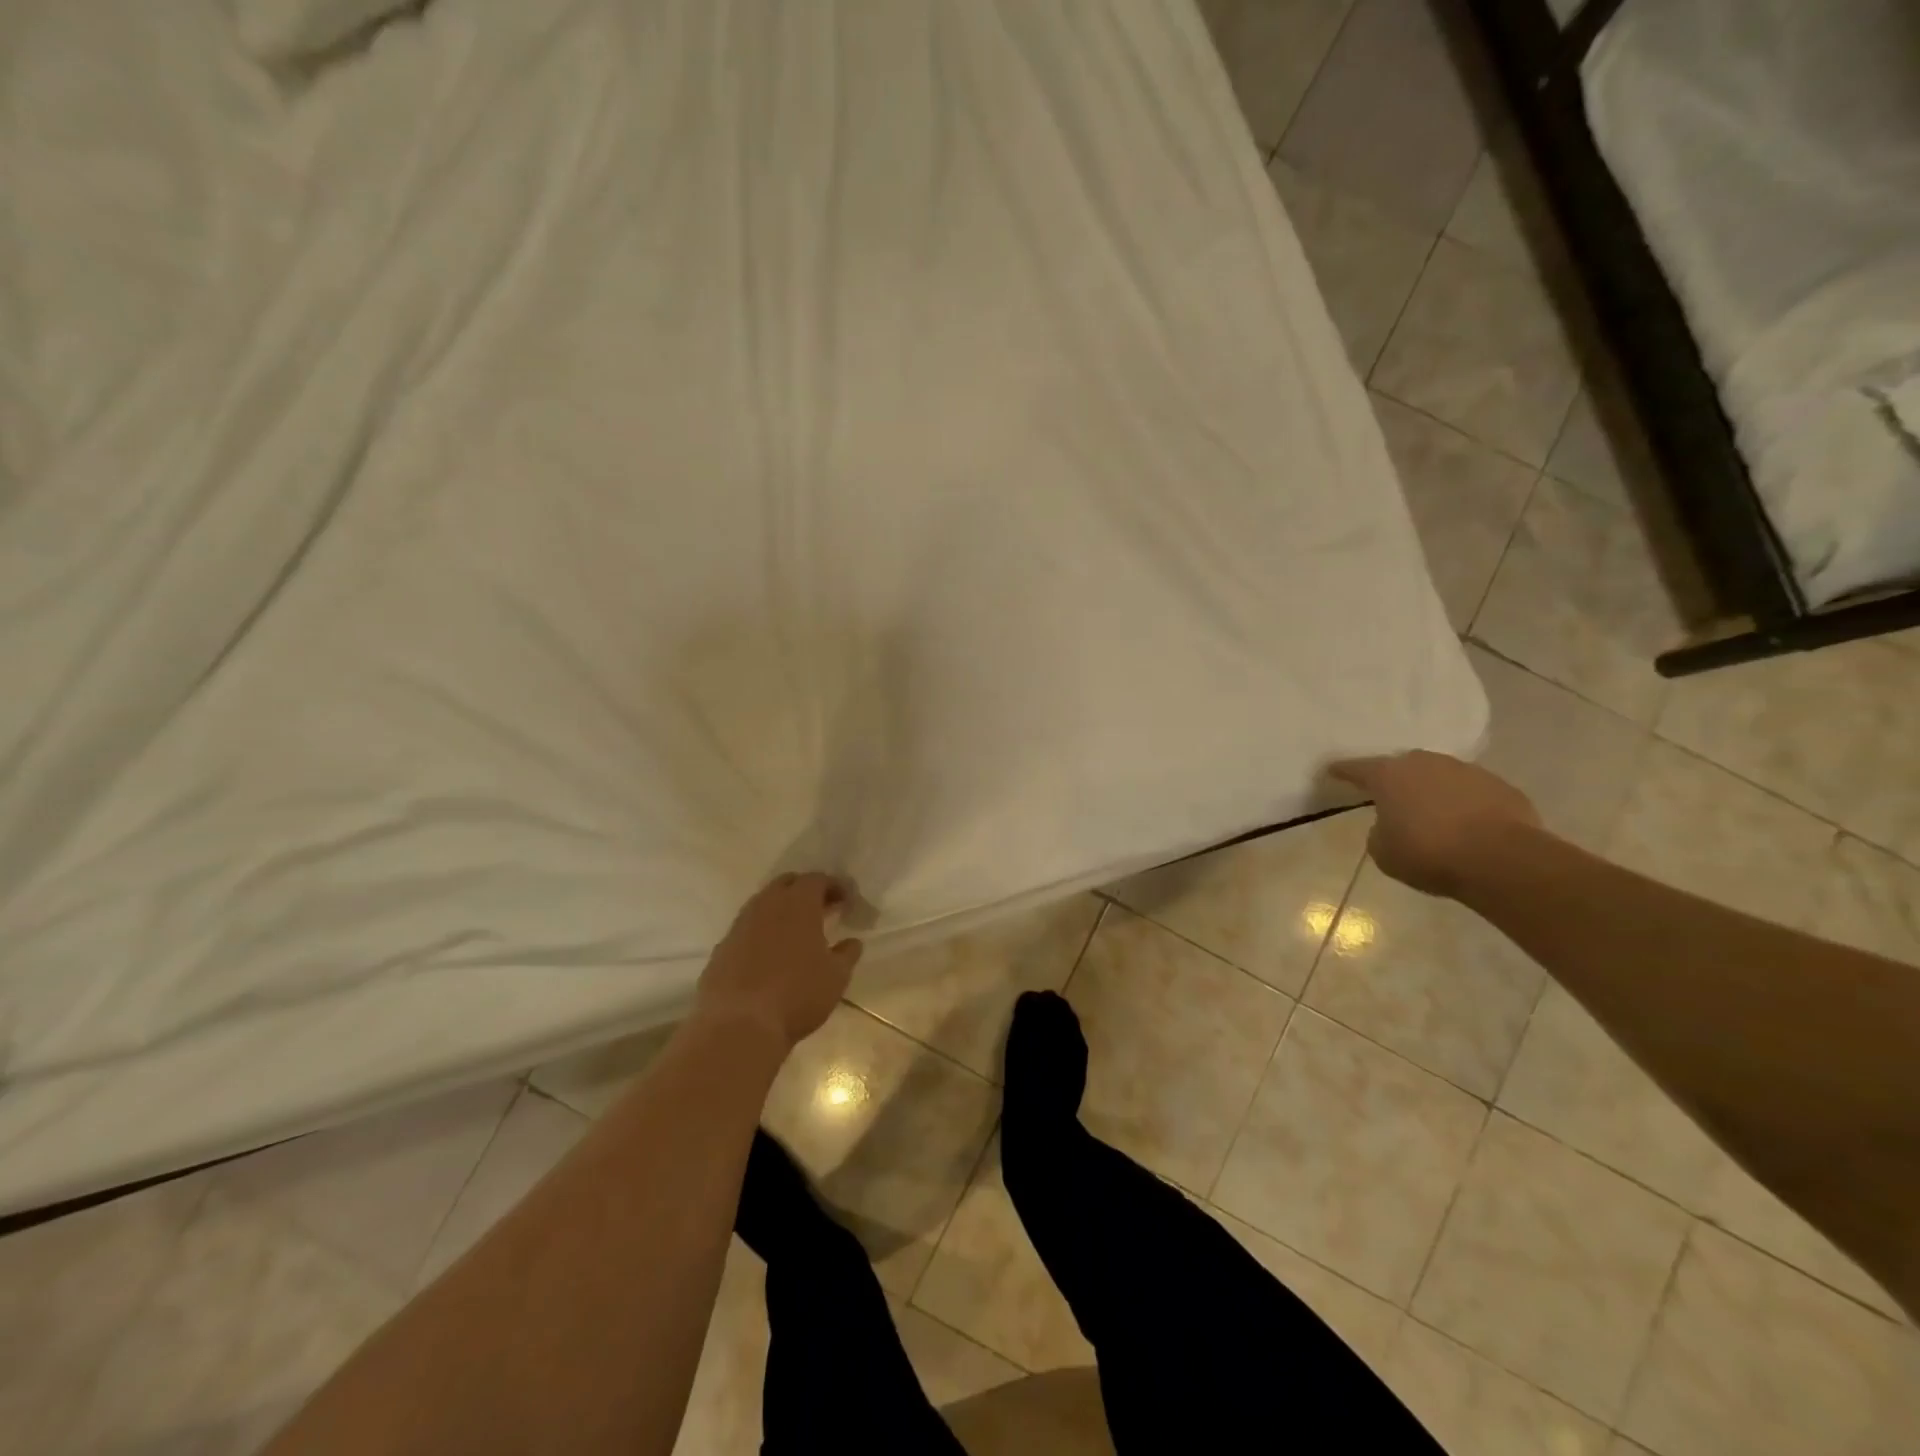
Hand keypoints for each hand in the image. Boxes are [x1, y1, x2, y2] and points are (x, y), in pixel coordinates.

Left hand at [694, 873, 863, 1052]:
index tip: (845, 900)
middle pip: (787, 883)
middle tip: (821, 909)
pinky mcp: (722, 948)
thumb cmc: (797, 994)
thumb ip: (847, 954)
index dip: (834, 886)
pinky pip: (746, 929)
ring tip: (796, 932)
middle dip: (805, 890)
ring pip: (763, 904)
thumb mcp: (836, 976)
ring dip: (781, 910)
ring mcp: (740, 925)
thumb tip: (852, 942)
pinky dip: (762, 932)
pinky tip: (769, 955)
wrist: (739, 1025)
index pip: (817, 880)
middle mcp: (767, 905)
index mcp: (798, 904)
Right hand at [1330, 751, 1540, 898]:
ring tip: (1432, 814)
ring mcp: (1466, 771)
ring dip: (1433, 790)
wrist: (1502, 860)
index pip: (1356, 768)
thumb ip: (1379, 833)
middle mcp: (1425, 764)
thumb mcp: (1384, 853)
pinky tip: (1467, 824)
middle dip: (1395, 779)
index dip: (1342, 771)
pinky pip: (1472, 791)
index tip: (1332, 770)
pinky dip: (1465, 803)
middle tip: (1391, 797)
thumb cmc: (1429, 854)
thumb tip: (1390, 826)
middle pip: (1403, 766)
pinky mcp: (1500, 786)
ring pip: (1440, 775)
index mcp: (1389, 776)